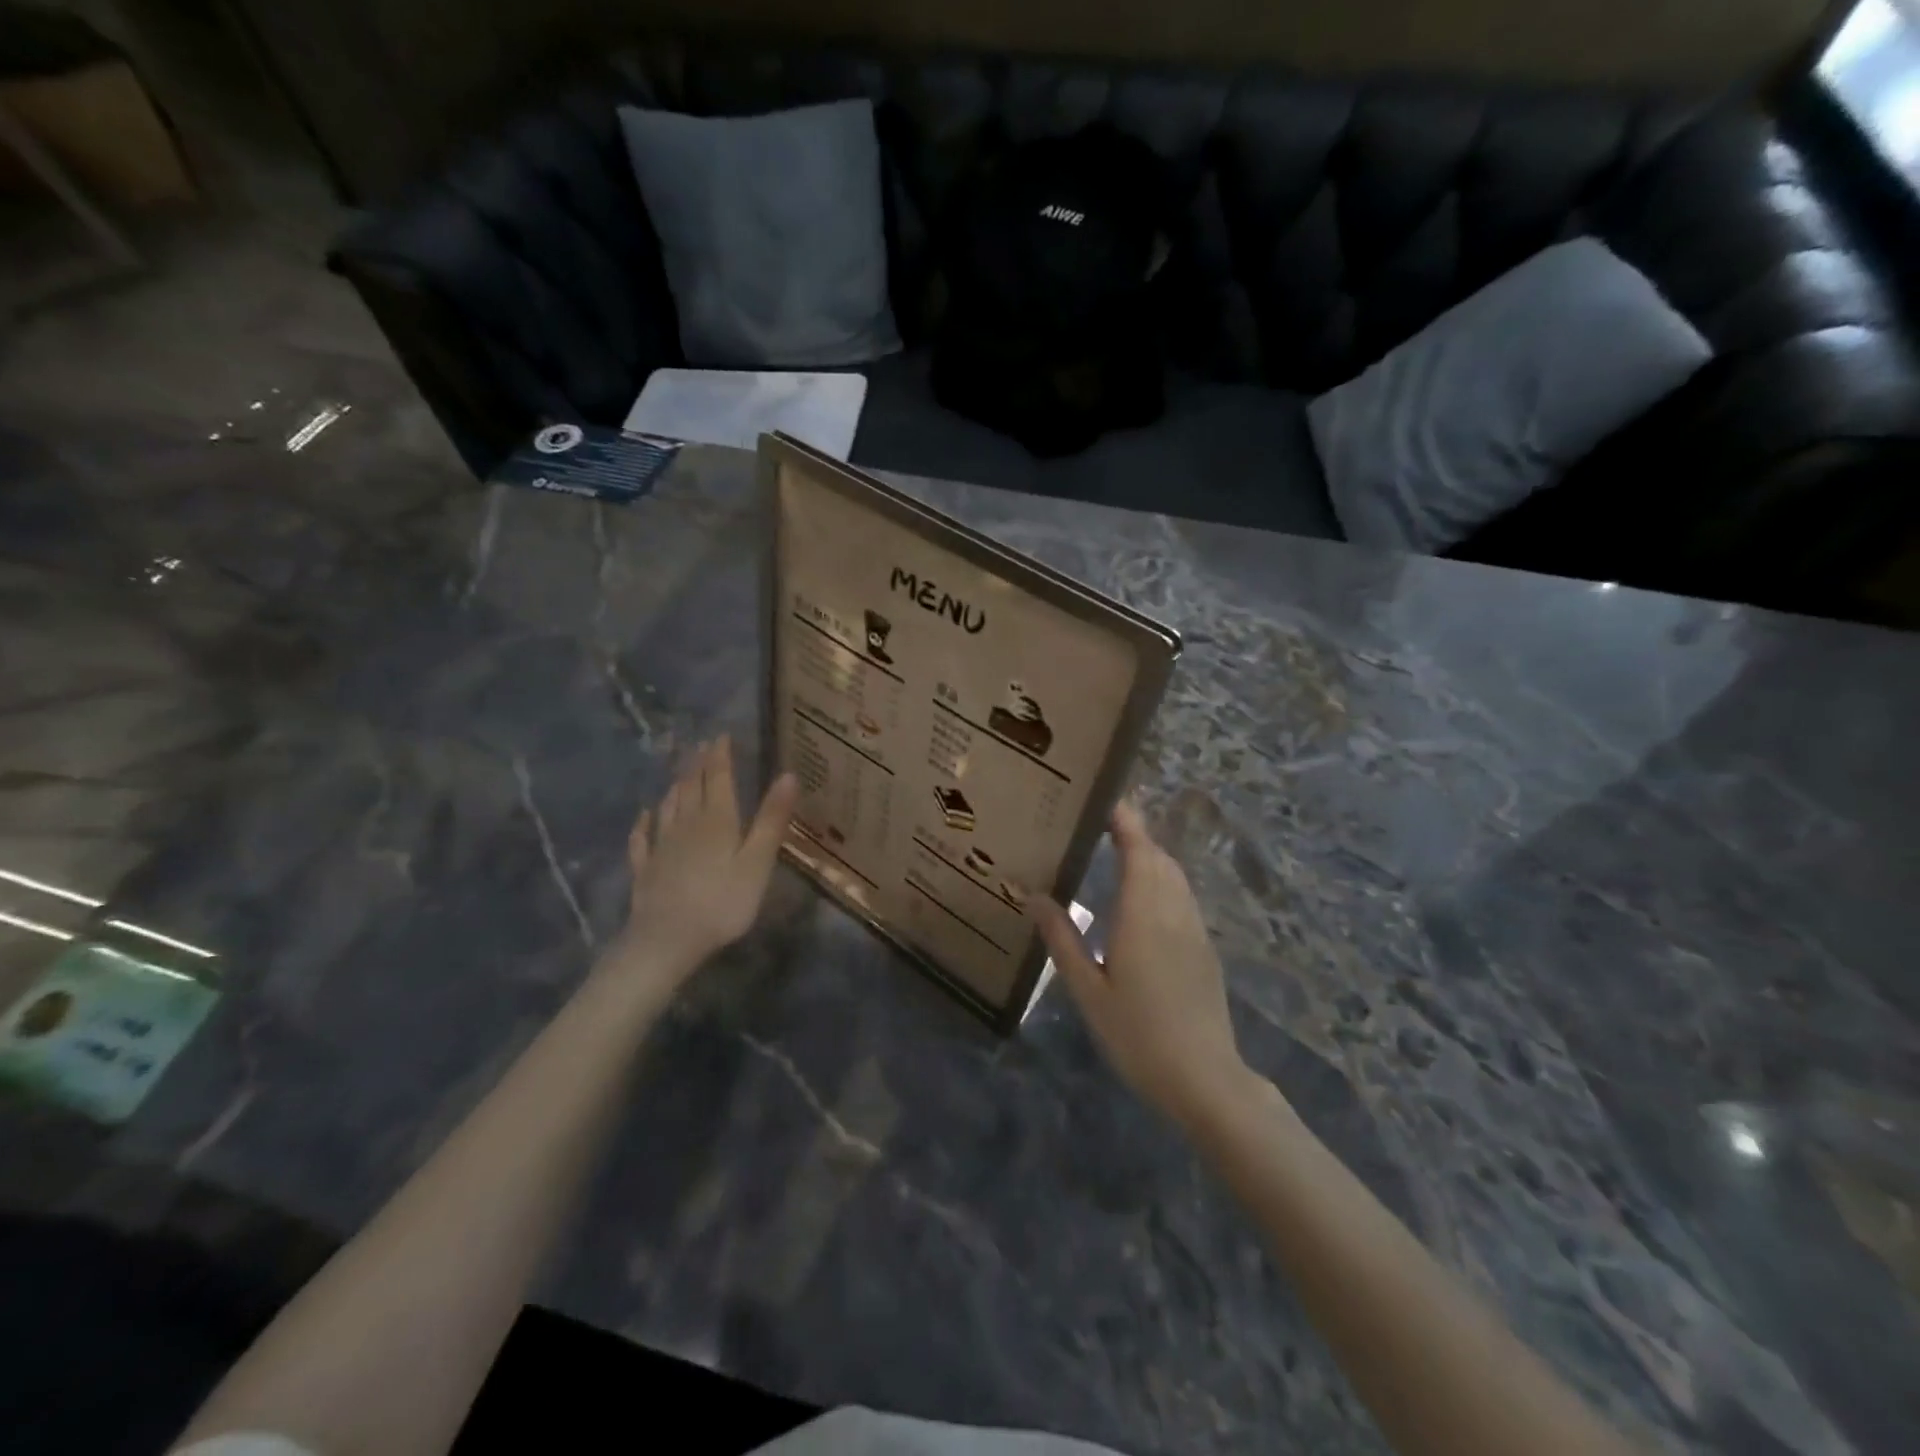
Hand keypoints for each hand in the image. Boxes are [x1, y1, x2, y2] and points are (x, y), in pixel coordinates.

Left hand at [616, 737, 798, 983]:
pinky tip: (643, 816)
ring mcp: (662, 847)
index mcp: (717, 820)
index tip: (720, 735)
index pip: (718, 778)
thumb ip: (771, 819)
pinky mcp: (646, 870)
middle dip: (697, 765)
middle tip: (700, 746)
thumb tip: (789, 774)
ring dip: (675, 787)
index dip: (720, 755)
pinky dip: (643, 824)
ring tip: (680, 774)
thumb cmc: (723, 902)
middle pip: (691, 788)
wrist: (667, 941)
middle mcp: (686, 825)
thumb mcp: (758, 862)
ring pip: (667, 807)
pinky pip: (642, 839)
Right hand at [1032, 800, 1252, 1127]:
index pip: (1138, 849)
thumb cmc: (1137, 1034)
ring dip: (1150, 856)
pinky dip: (1162, 881)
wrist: (1204, 1078)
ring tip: (1118, 852)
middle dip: (1134, 834)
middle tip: (1099, 823)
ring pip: (1174, 876)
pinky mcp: (1203, 948)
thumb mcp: (1088, 989)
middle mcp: (1173, 910)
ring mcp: (1194, 929)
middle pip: (1158, 857)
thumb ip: (1062, 939)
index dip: (1125, 820)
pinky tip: (1143, 899)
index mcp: (1143, 913)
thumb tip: (1034, 896)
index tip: (1105, 798)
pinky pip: (1182, 897)